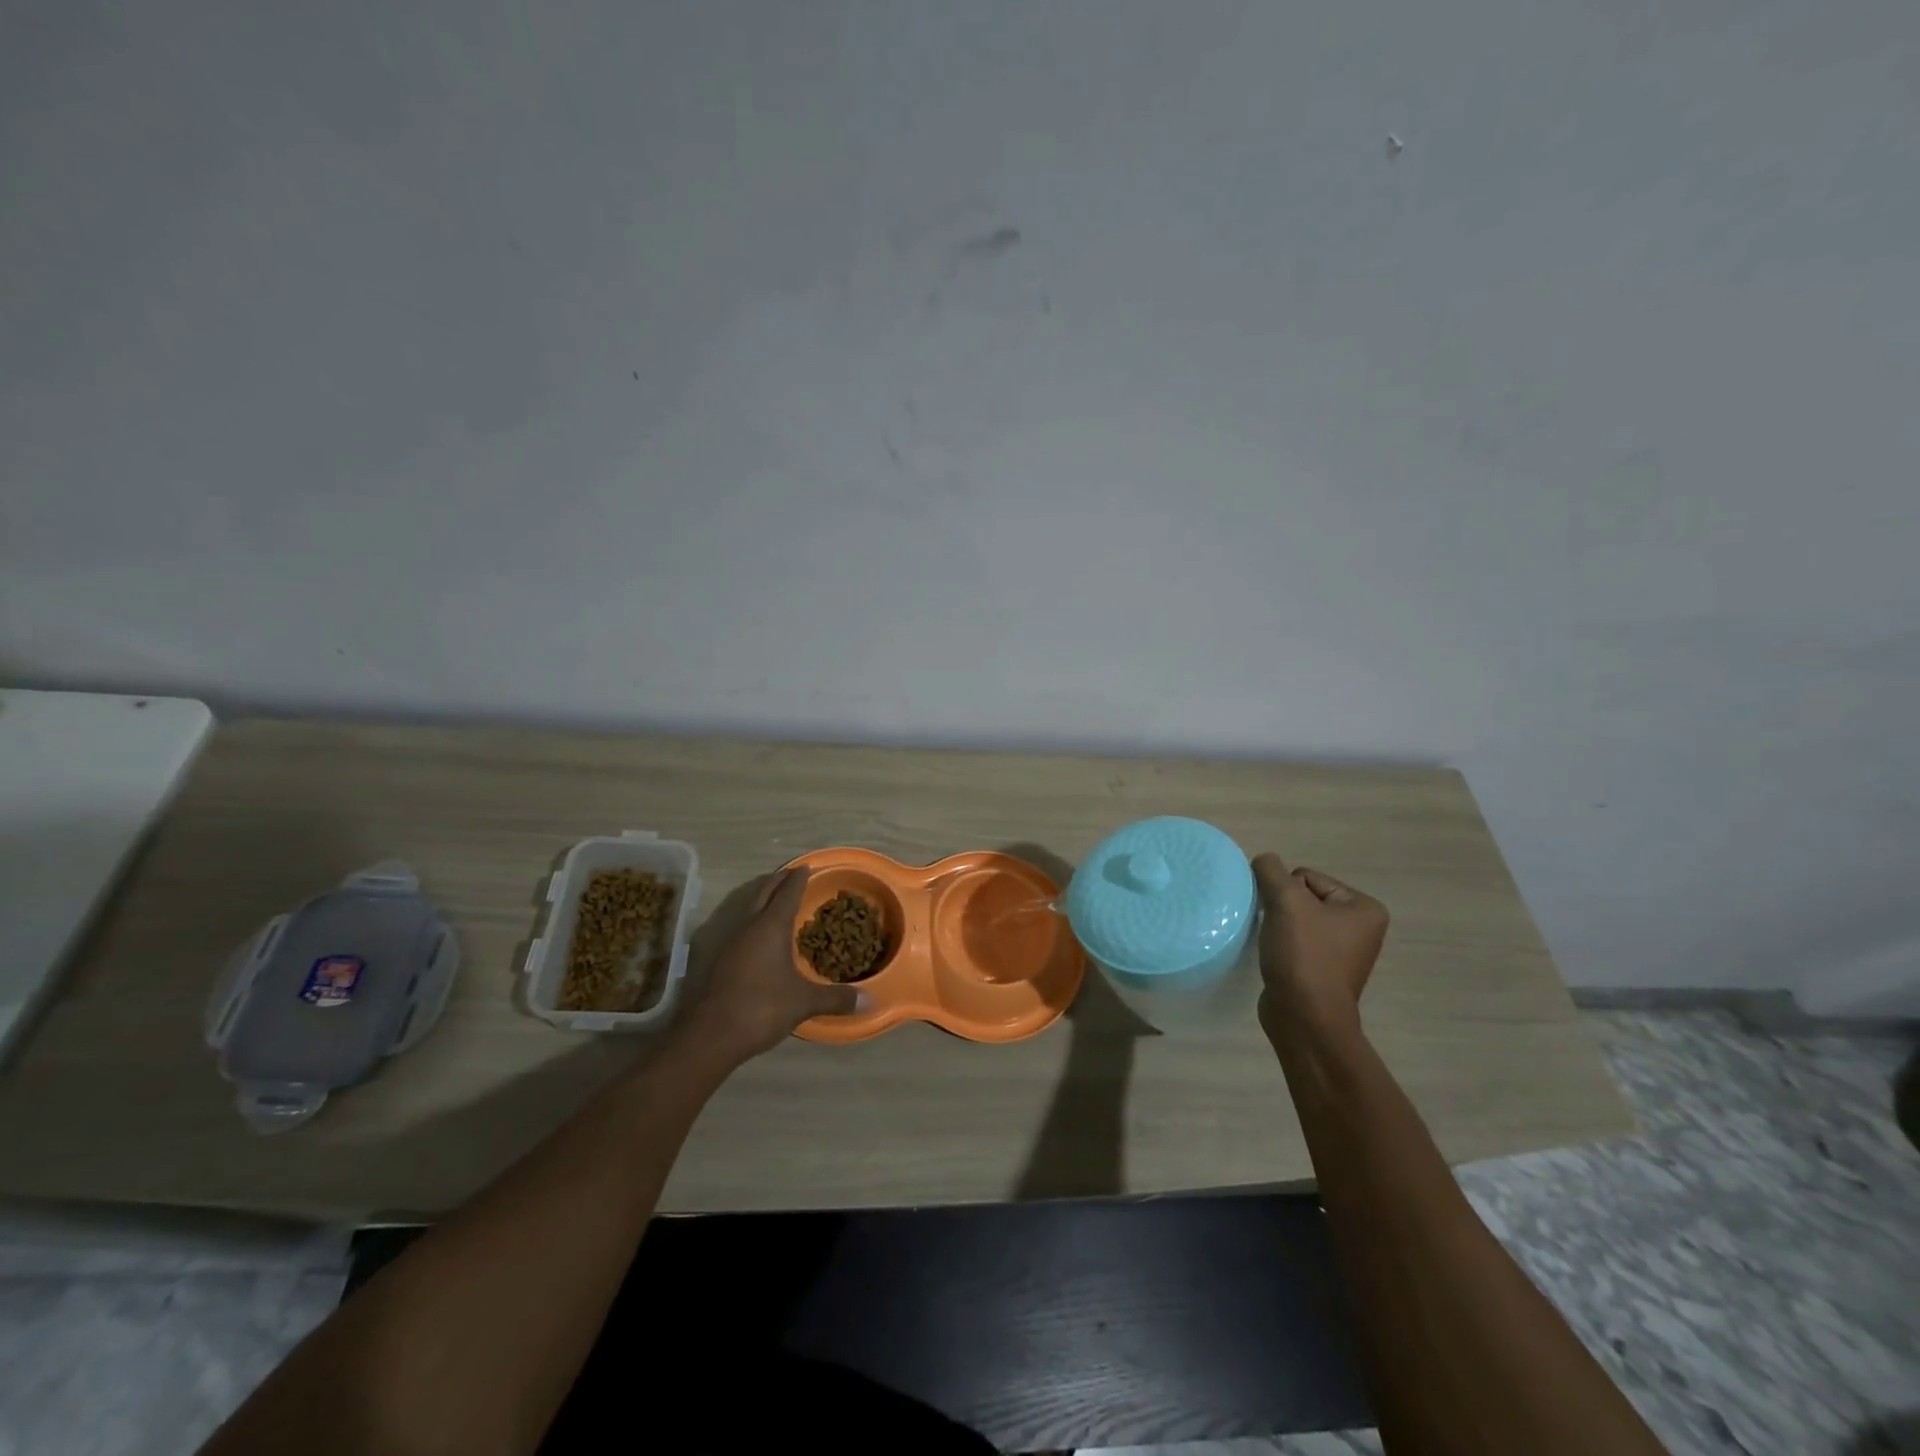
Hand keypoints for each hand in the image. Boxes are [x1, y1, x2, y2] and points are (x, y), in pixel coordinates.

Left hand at [677, 868, 861, 1065]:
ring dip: (760, 897)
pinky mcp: (714, 958)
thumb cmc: (761, 1008)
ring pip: (746, 906)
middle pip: (763, 891)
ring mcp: (727, 940)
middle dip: (778, 880)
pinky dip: (749, 920)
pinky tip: (754, 936)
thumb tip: (869, 1001)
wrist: (709, 1035)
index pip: (788, 892)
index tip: (806, 867)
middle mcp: (747, 925)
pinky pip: (736, 926)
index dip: (799, 878)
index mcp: (771, 926)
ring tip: (773, 899)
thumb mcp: (804, 1003)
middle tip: (791, 874)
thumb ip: (835, 998)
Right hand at [1251, 853, 1388, 1039]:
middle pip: (1303, 897)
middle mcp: (1361, 928)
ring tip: (1275, 945)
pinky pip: (1296, 941)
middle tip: (1278, 931)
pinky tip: (1277, 958)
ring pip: (1296, 919)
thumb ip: (1271, 870)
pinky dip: (1282, 944)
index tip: (1285, 918)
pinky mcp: (1323, 970)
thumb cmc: (1304, 955)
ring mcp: (1343, 951)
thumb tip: (1263, 860)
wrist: (1304, 1017)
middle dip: (1283, 909)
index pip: (1307, 878)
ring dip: (1279, 926)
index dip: (1286, 893)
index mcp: (1365, 908)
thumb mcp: (1286, 901)